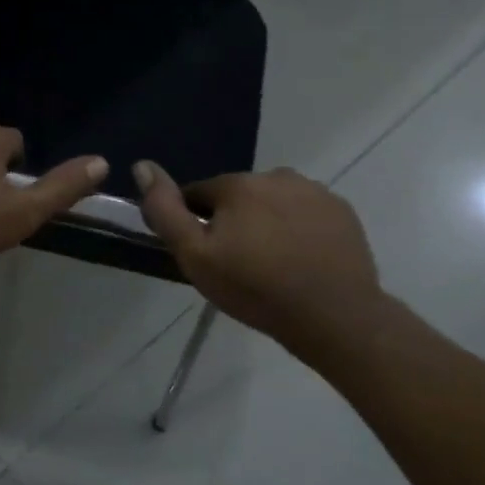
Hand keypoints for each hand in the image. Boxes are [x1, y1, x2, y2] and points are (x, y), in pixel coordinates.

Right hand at [133, 162, 388, 346]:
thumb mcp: (195, 256)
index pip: (199, 194)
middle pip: (238, 197)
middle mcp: (276, 176)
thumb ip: (165, 210)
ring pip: (273, 202)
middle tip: (239, 264)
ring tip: (273, 264)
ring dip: (267, 222)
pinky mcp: (342, 212)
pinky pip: (306, 213)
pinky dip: (299, 229)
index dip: (196, 223)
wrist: (337, 319)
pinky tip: (302, 260)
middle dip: (233, 222)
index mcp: (237, 184)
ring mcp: (315, 192)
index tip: (206, 255)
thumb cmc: (257, 288)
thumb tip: (142, 165)